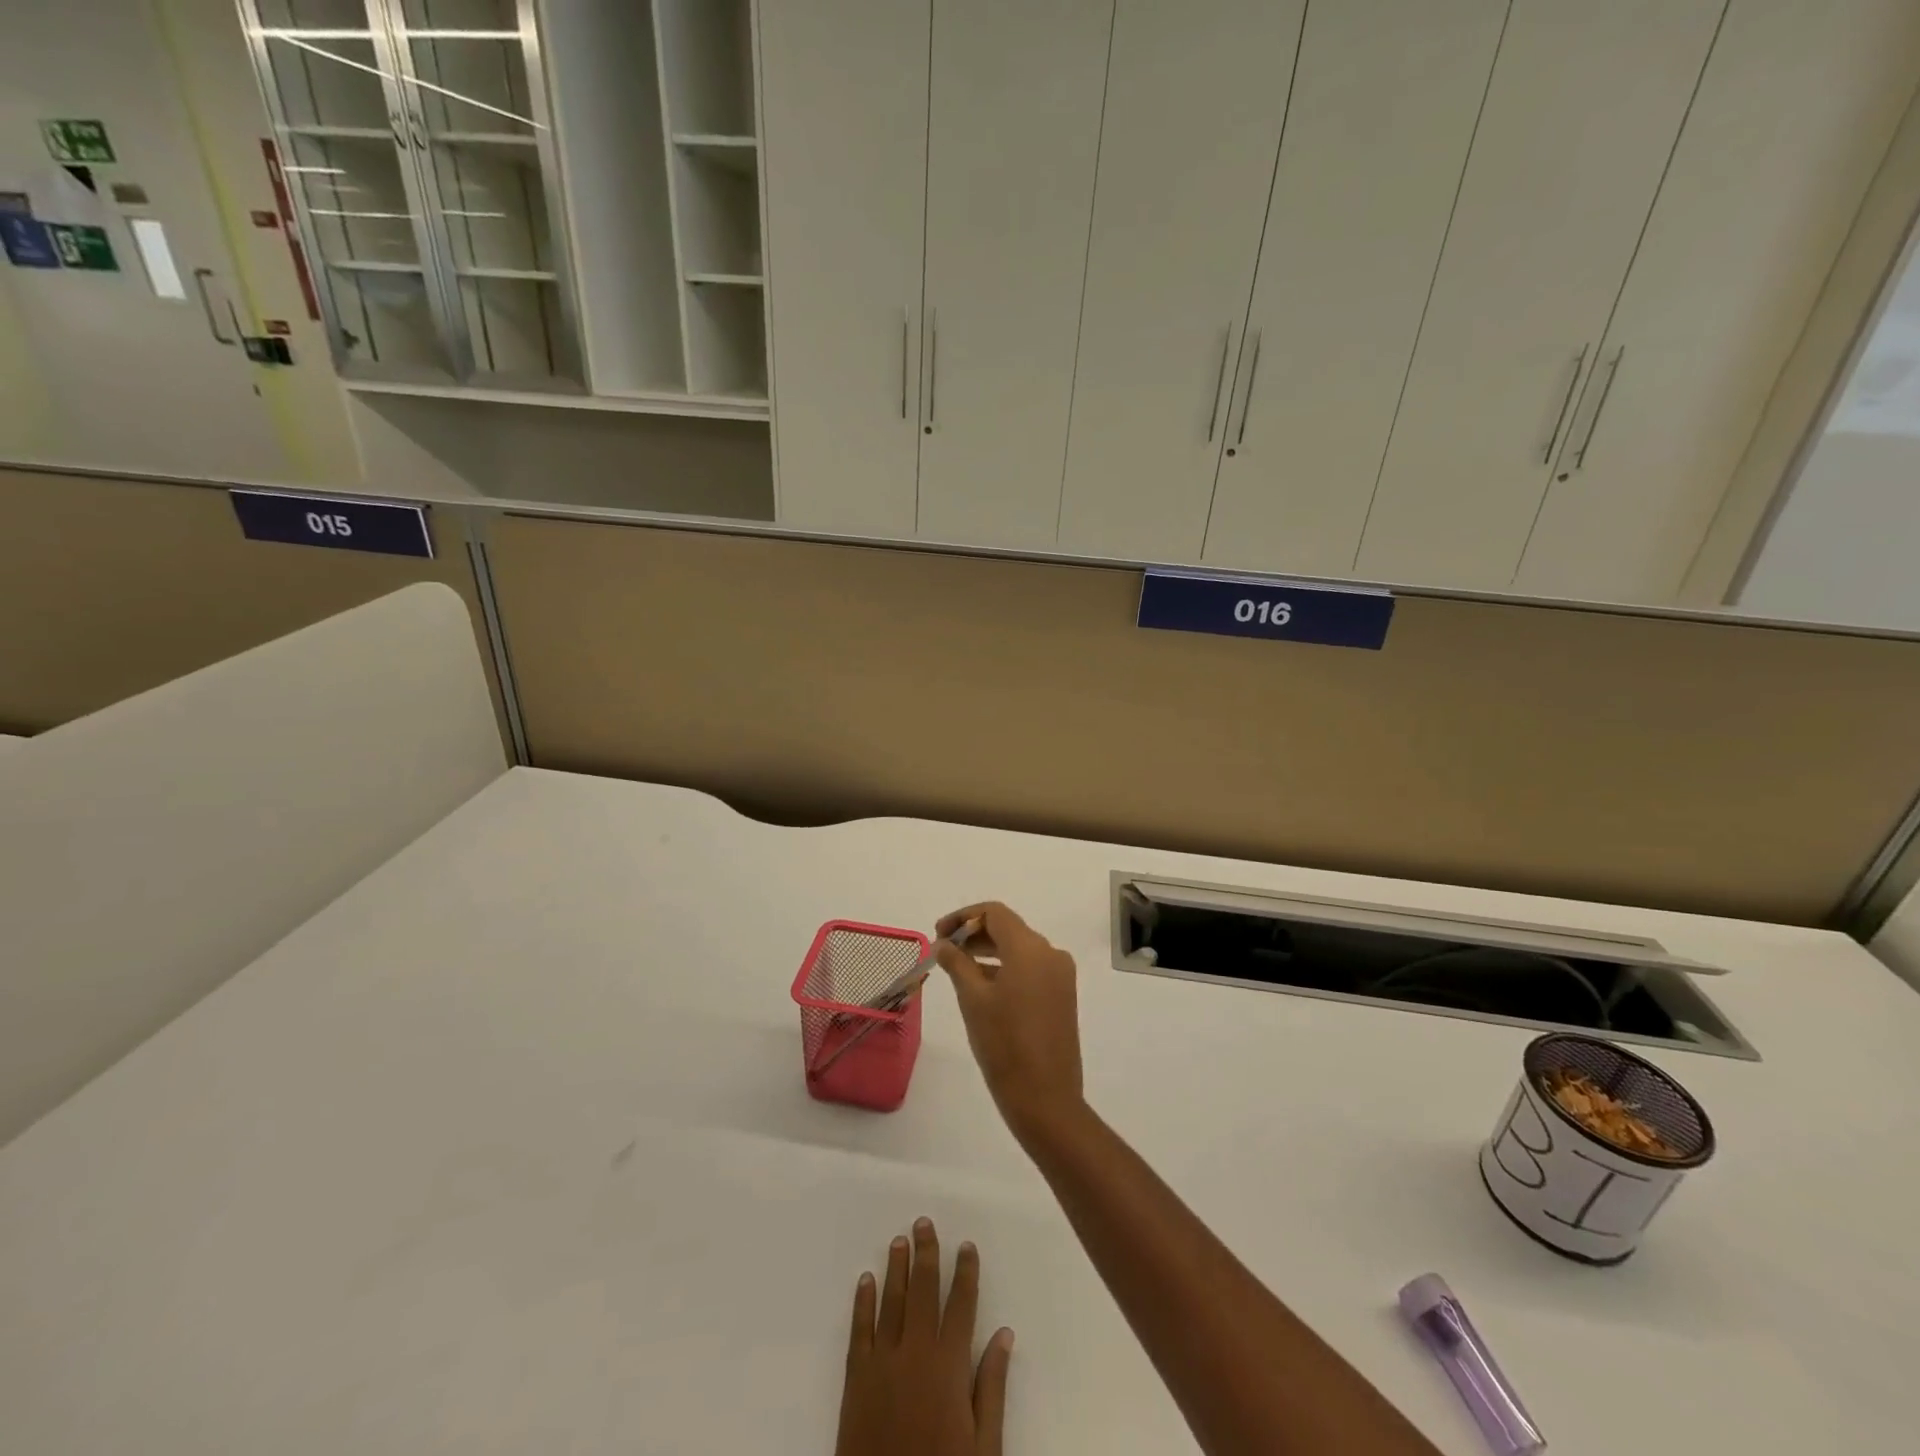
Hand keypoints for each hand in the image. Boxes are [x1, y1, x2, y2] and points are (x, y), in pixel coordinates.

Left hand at [835, 1217, 1013, 1455]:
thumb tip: (1004, 1335)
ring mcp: (882, 1362)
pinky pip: (860, 1329)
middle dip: (926, 1254)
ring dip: (896, 1268)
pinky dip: (863, 1302)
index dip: (965, 1272)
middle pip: (923, 1291)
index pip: (961, 1305)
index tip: (967, 1245)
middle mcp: (915, 1353)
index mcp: (949, 1366)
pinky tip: (866, 1280)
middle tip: (925, 1223)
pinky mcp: (856, 1378)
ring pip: (891, 1301)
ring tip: (899, 1240)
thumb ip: (992, 1388)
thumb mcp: (983, 1447)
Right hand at [935, 903, 1084, 1144]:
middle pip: (1008, 929)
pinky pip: (1031, 968)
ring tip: (958, 967)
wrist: (1045, 1098)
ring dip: (989, 951)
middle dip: (975, 933)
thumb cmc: (1004, 1044)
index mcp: (1030, 948)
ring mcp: (1060, 975)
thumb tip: (944, 943)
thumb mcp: (973, 999)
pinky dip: (1006, 968)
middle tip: (944, 949)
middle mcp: (1050, 954)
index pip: (994, 913)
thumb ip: (957, 963)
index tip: (939, 933)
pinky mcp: (1062, 995)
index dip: (963, 917)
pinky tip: (982, 986)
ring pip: (1020, 949)